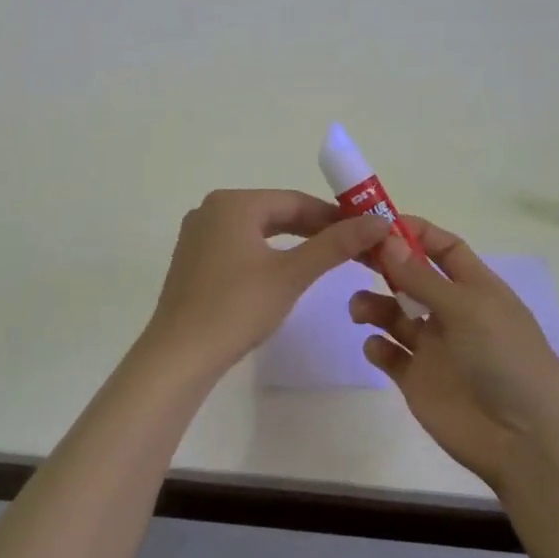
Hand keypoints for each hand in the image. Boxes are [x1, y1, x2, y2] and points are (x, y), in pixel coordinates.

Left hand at [137, 189, 392, 382]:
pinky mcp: (193, 260)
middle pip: (275, 213)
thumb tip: (379, 221)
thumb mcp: (291, 274)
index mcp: (233, 203)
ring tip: (327, 259)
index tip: (366, 231)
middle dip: (315, 229)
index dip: (334, 216)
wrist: (179, 356)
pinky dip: (267, 255)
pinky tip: (285, 272)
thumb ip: (335, 245)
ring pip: (258, 231)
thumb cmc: (237, 308)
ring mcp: (198, 235)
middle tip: (354, 247)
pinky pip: (239, 246)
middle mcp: (211, 209)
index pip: (295, 201)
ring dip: (293, 243)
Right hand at [350, 217, 558, 489]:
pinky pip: (390, 354)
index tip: (378, 223)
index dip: (415, 232)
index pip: (444, 248)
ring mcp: (435, 347)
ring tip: (359, 310)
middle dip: (385, 264)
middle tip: (351, 255)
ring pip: (394, 314)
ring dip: (374, 304)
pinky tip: (377, 347)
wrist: (524, 440)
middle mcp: (453, 312)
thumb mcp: (467, 309)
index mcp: (476, 288)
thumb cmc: (505, 360)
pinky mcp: (418, 379)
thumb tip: (387, 239)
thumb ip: (422, 277)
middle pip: (412, 277)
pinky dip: (377, 345)